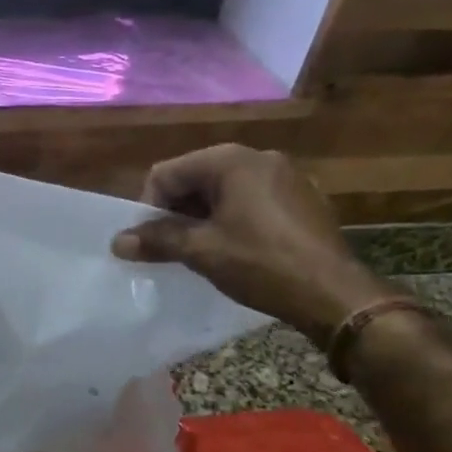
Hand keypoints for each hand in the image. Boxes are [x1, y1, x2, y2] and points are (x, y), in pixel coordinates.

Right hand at [111, 144, 392, 342]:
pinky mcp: (302, 198)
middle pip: (195, 178)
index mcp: (231, 160)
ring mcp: (286, 176)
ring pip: (223, 191)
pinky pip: (252, 201)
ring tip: (201, 252)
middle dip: (177, 212)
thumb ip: (157, 240)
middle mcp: (259, 157)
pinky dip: (232, 220)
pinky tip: (236, 250)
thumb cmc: (261, 264)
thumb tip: (117, 242)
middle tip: (173, 249)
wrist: (335, 294)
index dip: (150, 208)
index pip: (167, 173)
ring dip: (203, 218)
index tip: (152, 242)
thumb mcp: (201, 251)